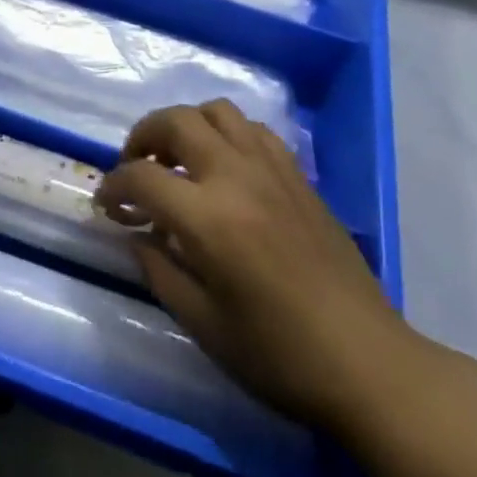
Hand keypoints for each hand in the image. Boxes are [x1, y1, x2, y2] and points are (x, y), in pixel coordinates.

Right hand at [95, 99, 418, 430]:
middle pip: (175, 121)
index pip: (141, 177)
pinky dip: (227, 133)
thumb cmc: (279, 356)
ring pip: (216, 111)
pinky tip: (225, 166)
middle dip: (142, 136)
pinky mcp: (298, 175)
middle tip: (135, 166)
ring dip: (186, 125)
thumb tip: (134, 234)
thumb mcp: (203, 324)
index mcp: (208, 218)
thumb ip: (158, 270)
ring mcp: (271, 169)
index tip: (106, 204)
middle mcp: (236, 177)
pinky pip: (253, 129)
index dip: (114, 186)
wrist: (369, 365)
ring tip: (179, 158)